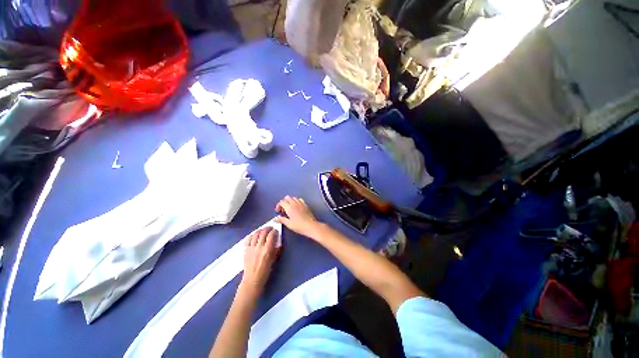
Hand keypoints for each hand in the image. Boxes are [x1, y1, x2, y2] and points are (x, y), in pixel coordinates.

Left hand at [240, 227, 278, 297]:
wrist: (252, 279)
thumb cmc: (265, 271)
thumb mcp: (274, 259)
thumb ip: (276, 249)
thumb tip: (278, 241)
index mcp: (267, 249)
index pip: (271, 235)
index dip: (274, 231)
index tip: (276, 231)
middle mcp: (259, 247)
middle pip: (263, 232)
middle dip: (268, 228)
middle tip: (270, 228)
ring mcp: (251, 248)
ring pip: (256, 234)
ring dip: (260, 230)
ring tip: (263, 230)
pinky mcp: (246, 250)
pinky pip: (248, 239)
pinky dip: (252, 235)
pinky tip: (254, 235)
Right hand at [274, 196, 320, 238]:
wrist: (310, 226)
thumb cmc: (299, 226)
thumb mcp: (288, 224)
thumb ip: (281, 219)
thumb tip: (276, 218)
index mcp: (290, 207)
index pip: (282, 202)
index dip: (278, 206)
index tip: (278, 211)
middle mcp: (295, 203)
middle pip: (287, 198)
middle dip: (284, 202)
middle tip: (283, 210)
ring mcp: (301, 203)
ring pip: (293, 198)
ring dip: (290, 201)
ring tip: (289, 208)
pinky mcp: (305, 204)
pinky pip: (300, 199)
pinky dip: (296, 201)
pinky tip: (296, 207)